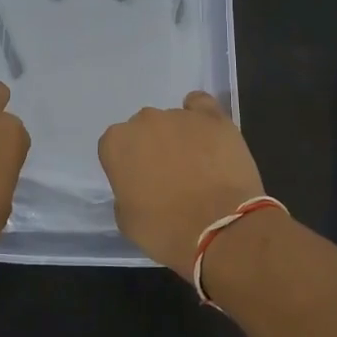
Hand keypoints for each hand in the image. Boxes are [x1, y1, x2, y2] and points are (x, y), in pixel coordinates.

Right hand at [98, 92, 265, 274]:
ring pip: (173, 121)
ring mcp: (180, 115)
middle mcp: (144, 121)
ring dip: (179, 138)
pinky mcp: (213, 117)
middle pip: (144, 130)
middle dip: (153, 148)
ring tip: (198, 167)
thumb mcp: (127, 221)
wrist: (220, 229)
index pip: (115, 148)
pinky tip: (207, 134)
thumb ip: (125, 194)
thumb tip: (138, 187)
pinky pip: (200, 105)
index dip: (128, 167)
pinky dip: (200, 116)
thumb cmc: (167, 230)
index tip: (140, 185)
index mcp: (117, 144)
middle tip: (169, 177)